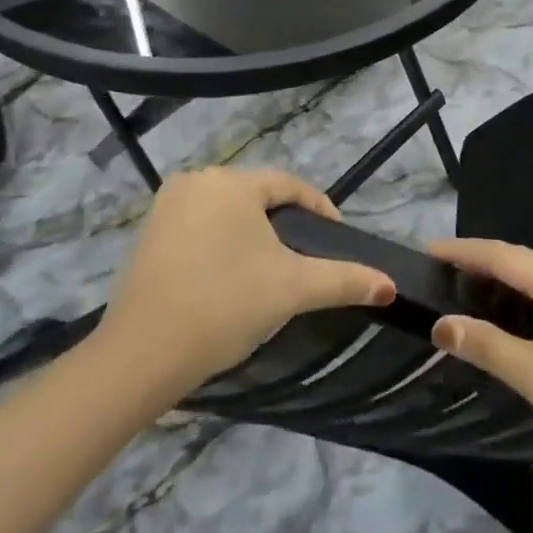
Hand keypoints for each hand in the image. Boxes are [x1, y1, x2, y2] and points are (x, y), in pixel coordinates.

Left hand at [98, 168, 394, 395]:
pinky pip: (198, 225)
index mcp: (231, 182)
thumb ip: (343, 279)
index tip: (336, 237)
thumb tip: (389, 284)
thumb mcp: (291, 289)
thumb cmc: (224, 306)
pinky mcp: (148, 231)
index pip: (289, 186)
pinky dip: (220, 242)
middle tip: (305, 258)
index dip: (318, 209)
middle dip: (284, 223)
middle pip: (256, 196)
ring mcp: (166, 204)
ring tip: (270, 269)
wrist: (143, 353)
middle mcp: (196, 180)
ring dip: (251, 233)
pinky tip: (228, 274)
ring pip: (226, 210)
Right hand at [427, 238, 532, 466]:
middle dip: (483, 260)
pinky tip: (518, 315)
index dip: (464, 251)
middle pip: (522, 260)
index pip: (502, 255)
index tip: (429, 250)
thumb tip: (442, 324)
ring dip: (506, 278)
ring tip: (473, 286)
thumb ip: (487, 346)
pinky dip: (527, 296)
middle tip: (446, 268)